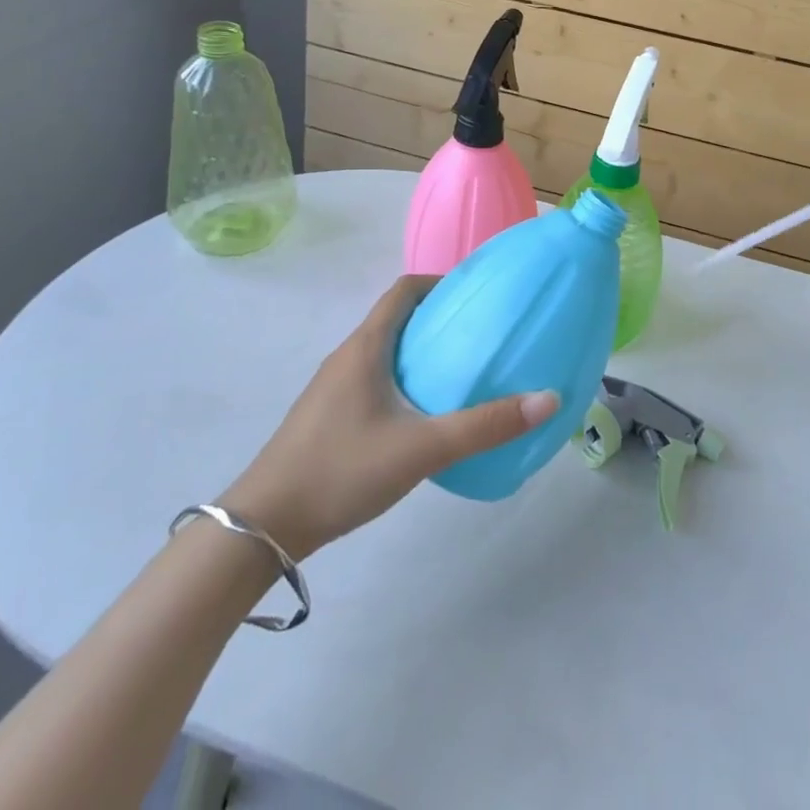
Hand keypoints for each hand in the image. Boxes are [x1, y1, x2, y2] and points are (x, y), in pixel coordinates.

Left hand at [218, 276, 559, 557]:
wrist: (262, 527)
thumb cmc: (341, 470)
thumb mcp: (421, 449)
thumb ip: (484, 426)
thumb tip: (547, 399)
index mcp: (365, 347)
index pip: (403, 290)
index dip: (440, 282)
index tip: (477, 294)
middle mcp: (347, 356)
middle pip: (396, 318)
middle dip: (438, 318)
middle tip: (481, 334)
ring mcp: (332, 388)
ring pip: (384, 350)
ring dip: (420, 350)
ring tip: (461, 371)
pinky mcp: (327, 416)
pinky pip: (373, 378)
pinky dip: (403, 378)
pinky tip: (423, 414)